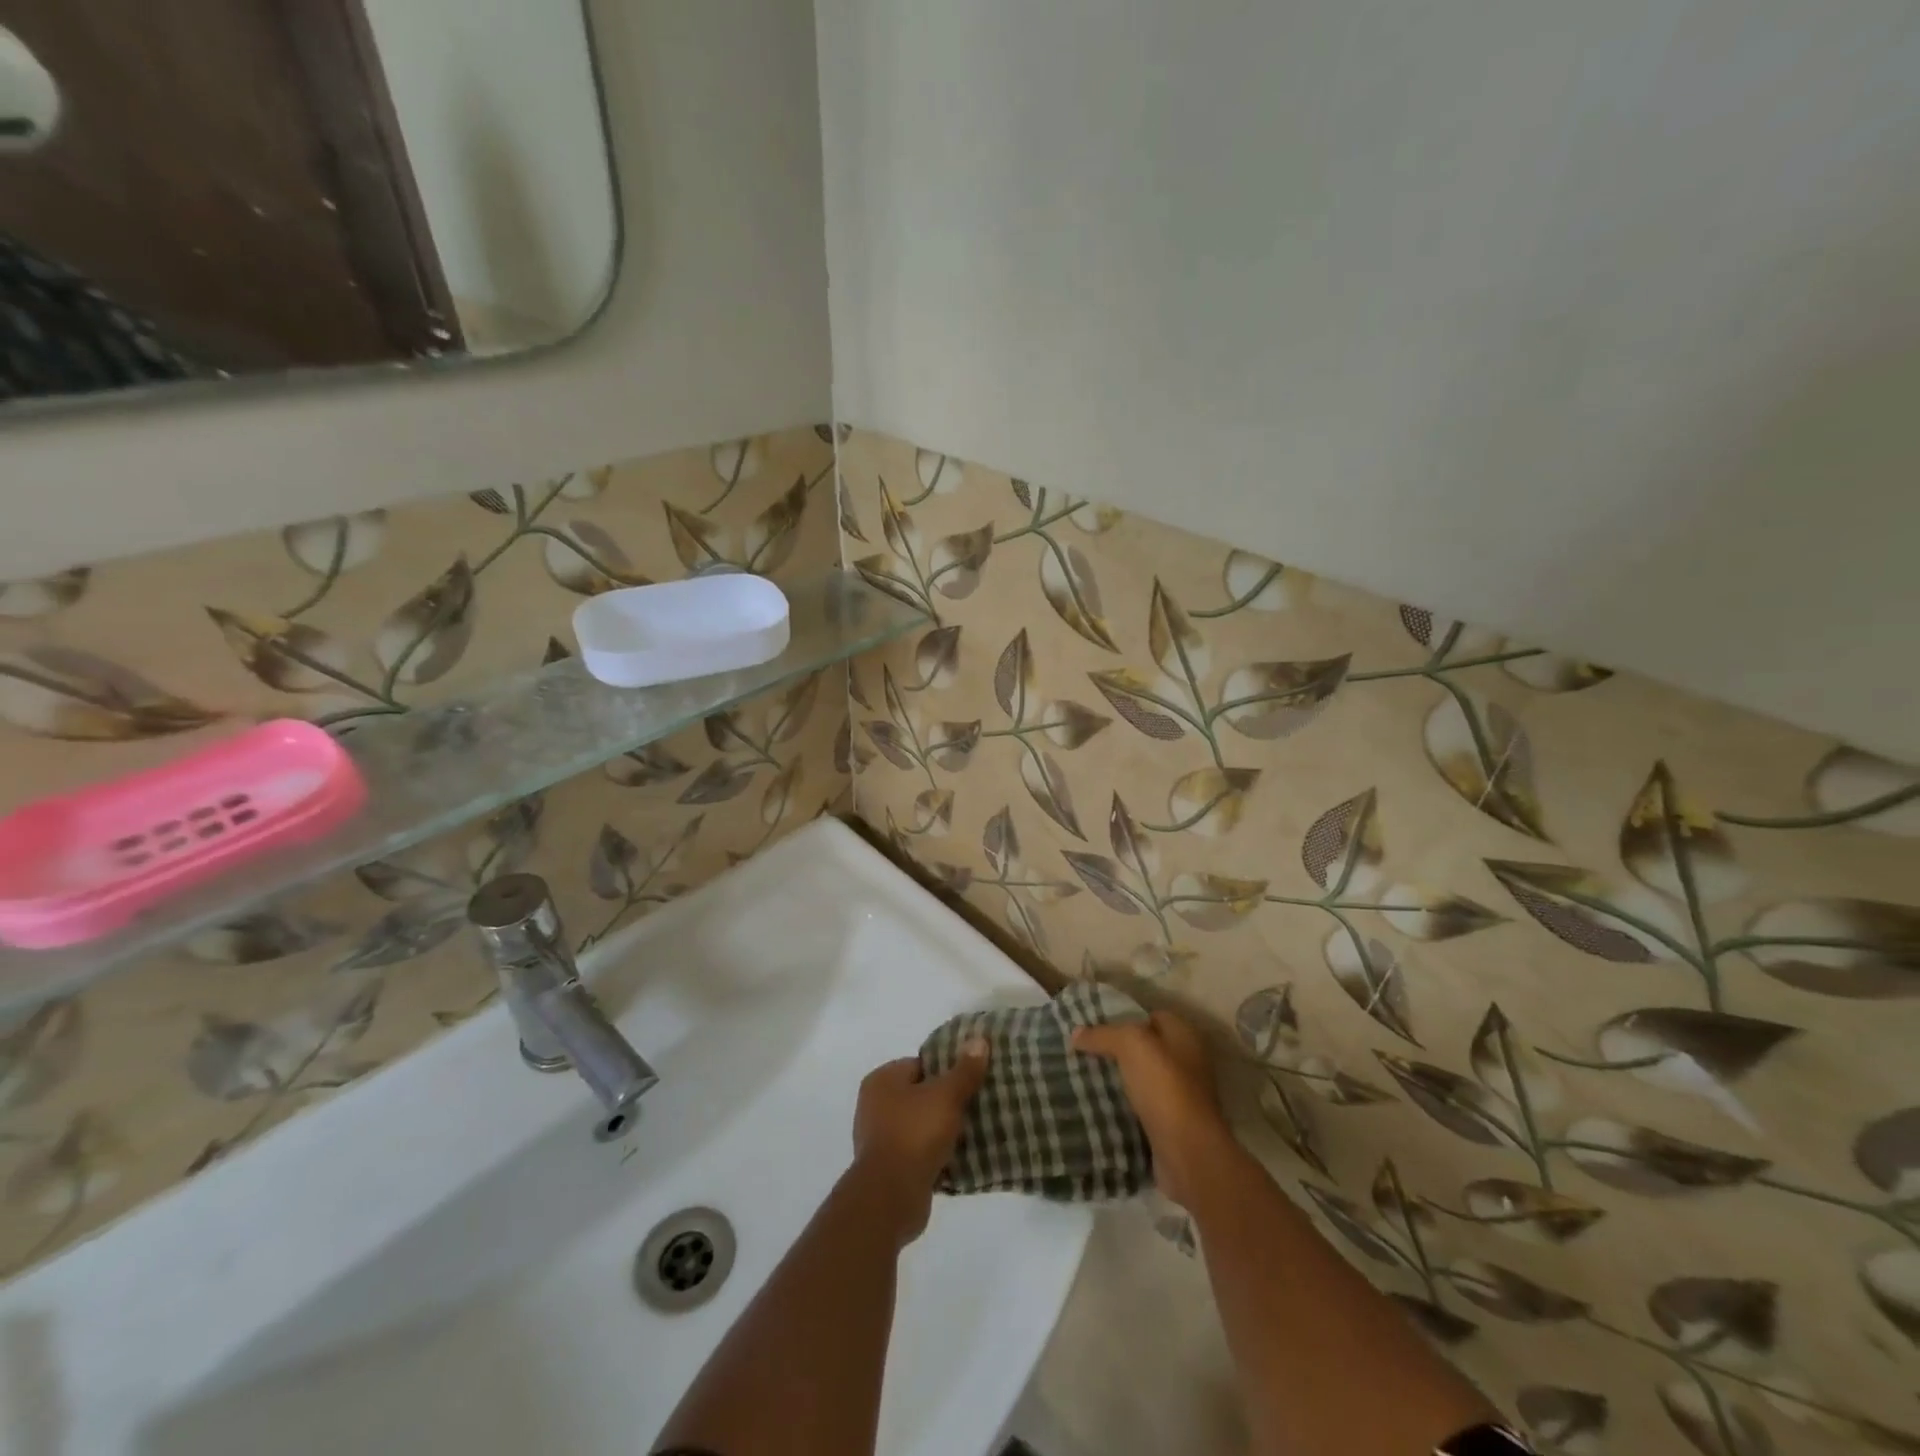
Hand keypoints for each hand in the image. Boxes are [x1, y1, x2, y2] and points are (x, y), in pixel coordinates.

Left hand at [847, 1039, 989, 1246]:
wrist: (891, 1196)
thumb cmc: (915, 1133)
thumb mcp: (946, 1096)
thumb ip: (964, 1070)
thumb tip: (979, 1039)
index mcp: (882, 1079)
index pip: (920, 1064)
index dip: (947, 1070)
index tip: (971, 1079)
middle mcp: (874, 1105)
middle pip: (920, 1095)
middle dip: (946, 1101)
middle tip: (976, 1105)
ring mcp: (878, 1138)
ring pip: (920, 1125)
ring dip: (941, 1130)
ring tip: (972, 1132)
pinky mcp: (887, 1168)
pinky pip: (917, 1152)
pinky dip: (934, 1154)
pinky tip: (958, 1158)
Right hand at [1073, 1011, 1232, 1209]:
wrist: (1188, 1152)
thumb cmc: (1164, 1086)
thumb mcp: (1129, 1045)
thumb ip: (1102, 1034)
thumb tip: (1075, 1034)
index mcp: (1184, 1036)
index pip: (1152, 1016)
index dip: (1125, 1017)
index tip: (1095, 1026)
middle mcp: (1187, 1062)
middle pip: (1147, 1049)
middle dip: (1118, 1051)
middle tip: (1085, 1052)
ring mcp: (1181, 1096)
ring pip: (1142, 1079)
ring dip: (1120, 1080)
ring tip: (1086, 1077)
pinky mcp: (1171, 1125)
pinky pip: (1142, 1108)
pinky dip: (1124, 1107)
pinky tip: (1100, 1106)